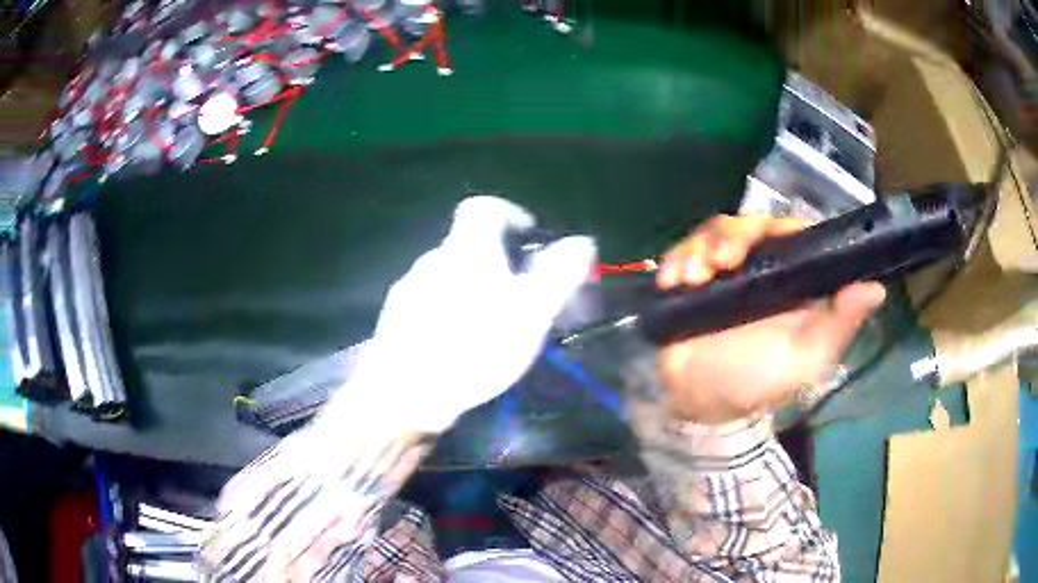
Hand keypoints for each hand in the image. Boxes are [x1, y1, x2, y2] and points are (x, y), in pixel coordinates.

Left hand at [339, 196, 595, 433]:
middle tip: (519, 294)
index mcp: (465, 250)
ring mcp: (408, 290)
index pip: (482, 208)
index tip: (527, 235)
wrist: (406, 393)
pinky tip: (459, 345)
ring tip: (491, 326)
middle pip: (467, 247)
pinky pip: (429, 304)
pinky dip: (449, 312)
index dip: (509, 213)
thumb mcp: (531, 311)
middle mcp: (432, 260)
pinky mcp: (395, 320)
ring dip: (472, 290)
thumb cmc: (475, 346)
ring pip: (448, 277)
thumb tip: (582, 241)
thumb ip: (559, 273)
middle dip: (496, 262)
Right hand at [655, 215, 885, 424]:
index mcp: (791, 280)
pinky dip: (677, 260)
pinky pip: (684, 252)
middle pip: (748, 225)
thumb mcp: (806, 358)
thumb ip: (839, 325)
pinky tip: (672, 281)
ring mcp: (724, 272)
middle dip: (732, 236)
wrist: (701, 403)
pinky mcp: (693, 279)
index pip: (790, 233)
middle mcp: (759, 268)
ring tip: (691, 277)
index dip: (781, 227)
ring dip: (701, 247)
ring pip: (714, 232)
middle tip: (721, 262)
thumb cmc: (758, 381)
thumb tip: (877, 288)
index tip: (765, 238)